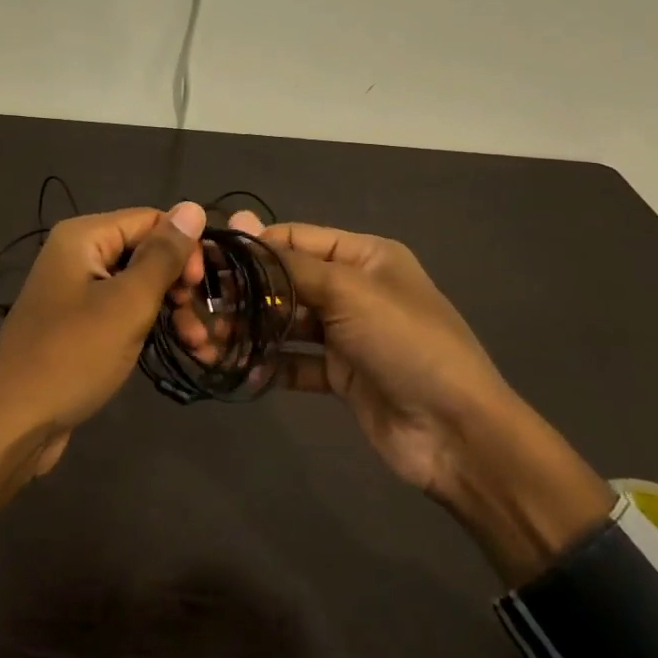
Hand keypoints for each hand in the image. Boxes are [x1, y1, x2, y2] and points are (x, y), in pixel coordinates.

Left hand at [0, 202, 205, 570]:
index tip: (202, 290)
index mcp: (83, 236)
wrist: (14, 424)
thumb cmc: (73, 356)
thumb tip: (193, 206)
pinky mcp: (78, 324)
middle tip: (203, 323)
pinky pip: (123, 311)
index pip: (151, 220)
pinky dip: (151, 326)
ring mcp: (75, 290)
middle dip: (181, 285)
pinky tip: (181, 348)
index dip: (184, 248)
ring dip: (173, 310)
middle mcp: (76, 254)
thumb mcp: (128, 303)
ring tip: (200, 345)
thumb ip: (163, 255)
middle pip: (145, 252)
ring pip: (139, 285)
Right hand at [184, 214, 612, 585]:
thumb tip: (241, 224)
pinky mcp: (343, 375)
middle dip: (247, 293)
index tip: (206, 258)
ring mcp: (349, 334)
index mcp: (366, 256)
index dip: (253, 246)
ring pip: (288, 323)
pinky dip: (271, 364)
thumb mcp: (349, 292)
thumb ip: (290, 264)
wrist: (458, 433)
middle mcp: (355, 289)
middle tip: (200, 307)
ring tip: (212, 341)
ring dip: (253, 330)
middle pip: (288, 281)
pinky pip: (297, 362)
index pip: (296, 239)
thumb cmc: (405, 343)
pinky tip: (244, 370)